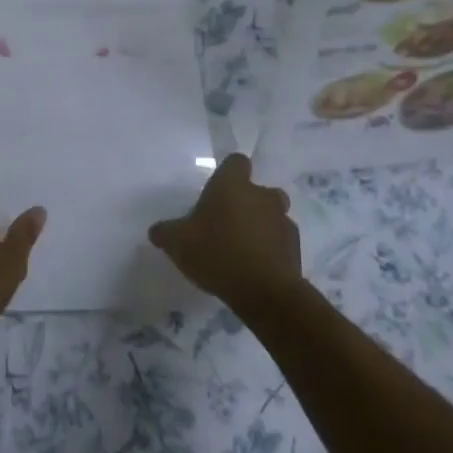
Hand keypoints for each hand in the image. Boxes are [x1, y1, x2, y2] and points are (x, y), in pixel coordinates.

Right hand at [148, 153, 301, 310]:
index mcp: (232, 185)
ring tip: (241, 248)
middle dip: (246, 202)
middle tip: (227, 223)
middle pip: (258, 190)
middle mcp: (261, 195)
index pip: (236, 162)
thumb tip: (157, 231)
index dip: (228, 173)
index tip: (216, 191)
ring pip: (272, 215)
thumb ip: (165, 232)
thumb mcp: (177, 243)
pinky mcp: (295, 246)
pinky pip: (280, 240)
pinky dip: (270, 248)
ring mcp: (283, 220)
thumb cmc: (216, 253)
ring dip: (260, 225)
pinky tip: (255, 266)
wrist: (264, 291)